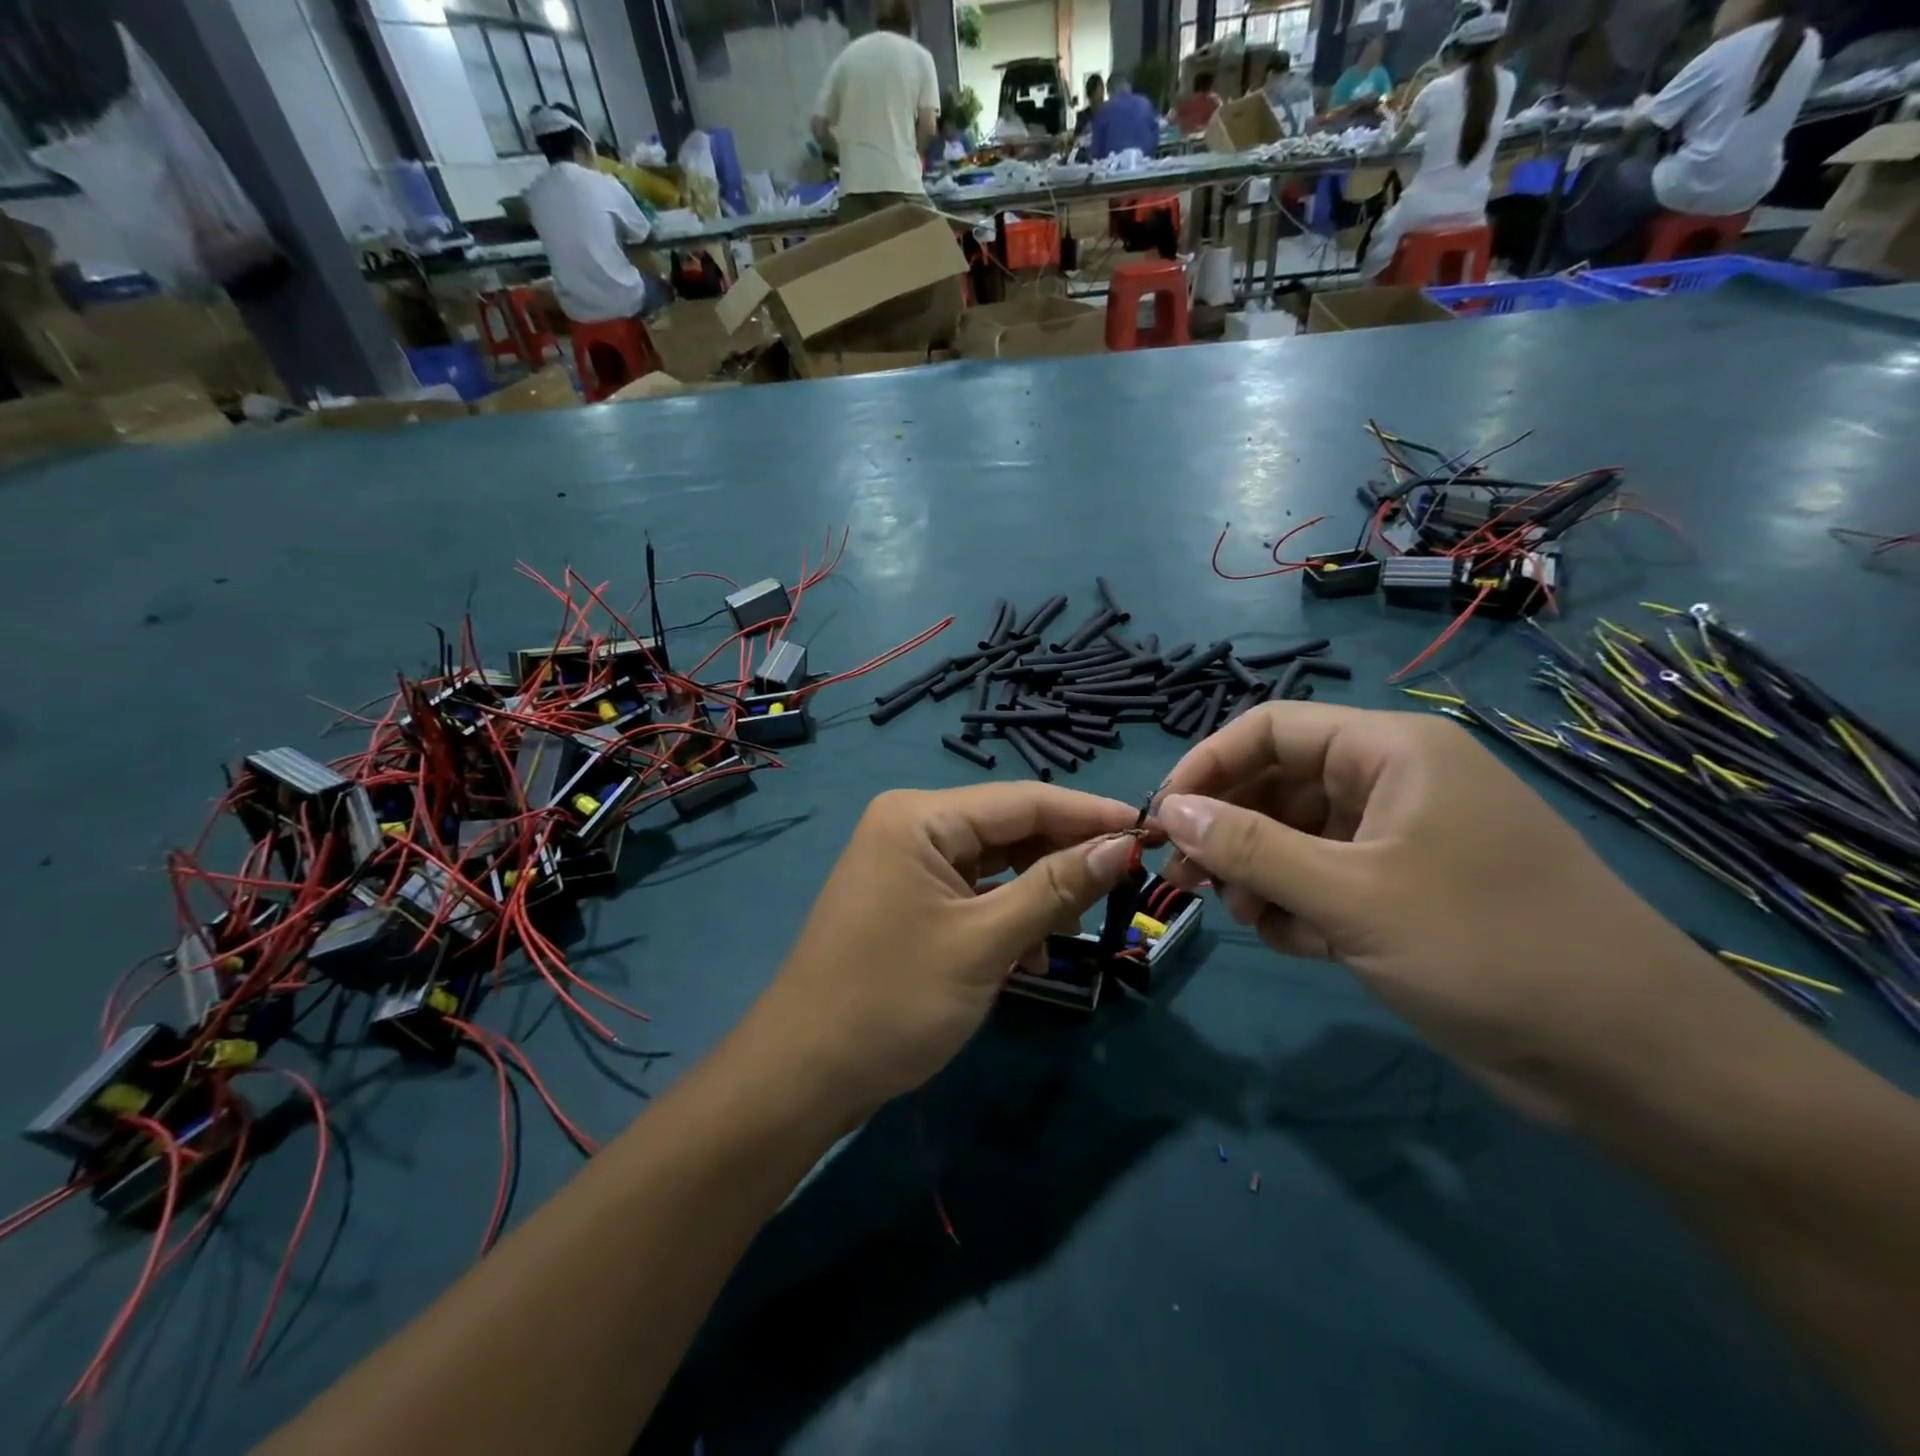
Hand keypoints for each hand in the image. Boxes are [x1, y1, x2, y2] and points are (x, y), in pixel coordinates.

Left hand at [757, 785, 1141, 1120]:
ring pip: (994, 861)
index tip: (1151, 829)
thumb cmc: (894, 1001)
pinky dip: (1006, 914)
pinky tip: (1031, 954)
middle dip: (1063, 857)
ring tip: (1070, 932)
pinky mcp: (906, 896)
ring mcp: (905, 860)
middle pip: (1009, 827)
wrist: (805, 1074)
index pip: (1023, 800)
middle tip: (1119, 887)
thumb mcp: (985, 943)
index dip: (1089, 815)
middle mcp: (911, 823)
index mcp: (921, 816)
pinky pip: (971, 890)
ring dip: (1037, 892)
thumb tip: (1122, 846)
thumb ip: (1055, 888)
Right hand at [1153, 703, 1732, 1120]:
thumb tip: (1170, 810)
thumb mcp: (1348, 895)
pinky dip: (1298, 906)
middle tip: (1187, 879)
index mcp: (1391, 751)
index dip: (1208, 765)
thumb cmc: (1485, 948)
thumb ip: (1249, 847)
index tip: (1162, 817)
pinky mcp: (1408, 890)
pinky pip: (1326, 878)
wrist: (1634, 1060)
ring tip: (1250, 919)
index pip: (1271, 729)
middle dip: (1228, 830)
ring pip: (1296, 836)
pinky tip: (1297, 943)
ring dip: (1260, 874)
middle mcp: (1394, 781)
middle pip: (1279, 783)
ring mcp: (1402, 838)